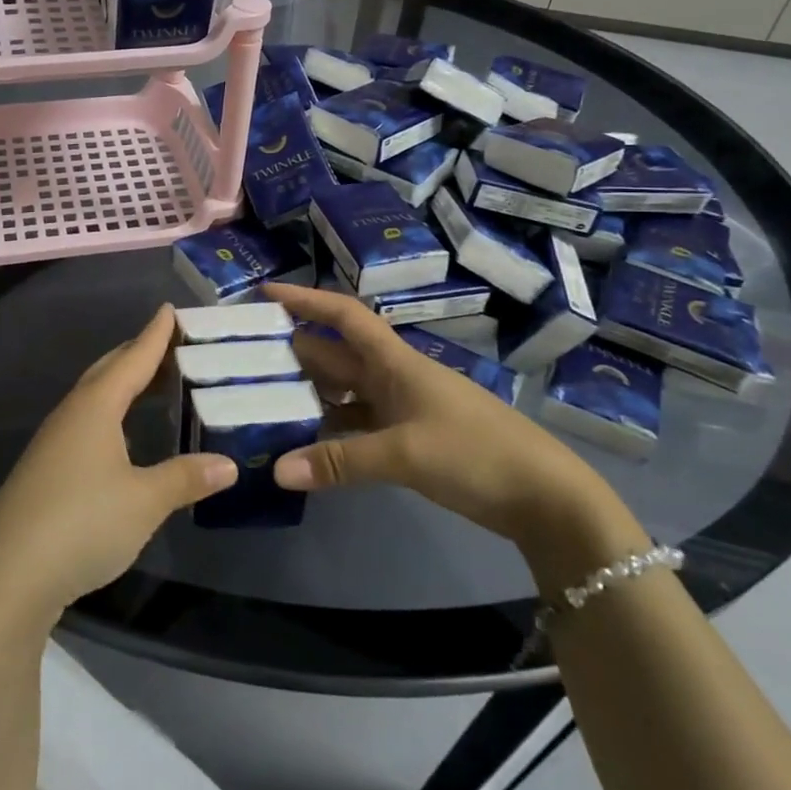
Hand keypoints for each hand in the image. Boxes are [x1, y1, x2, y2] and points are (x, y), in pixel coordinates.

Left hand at [0, 305, 236, 623]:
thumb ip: (185, 478)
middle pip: (108, 370)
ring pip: (94, 397)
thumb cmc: (82, 523)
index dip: (155, 335)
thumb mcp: (144, 501)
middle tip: (169, 344)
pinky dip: (110, 413)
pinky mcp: (45, 470)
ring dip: (122, 384)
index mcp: (96, 407)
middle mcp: (72, 414)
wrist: (7, 575)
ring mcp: (53, 442)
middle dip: (138, 353)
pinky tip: (119, 435)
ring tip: (150, 383)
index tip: (170, 309)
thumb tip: (228, 465)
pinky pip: (85, 422)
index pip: (133, 359)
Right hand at [265, 284, 627, 553]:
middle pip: (336, 353)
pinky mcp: (411, 438)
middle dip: (294, 349)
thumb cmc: (476, 453)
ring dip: (309, 392)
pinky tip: (306, 443)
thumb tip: (277, 470)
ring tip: (262, 397)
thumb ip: (340, 461)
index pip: (343, 316)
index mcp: (395, 361)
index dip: (305, 300)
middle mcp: (394, 376)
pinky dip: (332, 430)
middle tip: (244, 354)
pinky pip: (359, 424)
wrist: (546, 497)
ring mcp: (403, 408)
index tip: (265, 292)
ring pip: (345, 391)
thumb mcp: (405, 454)